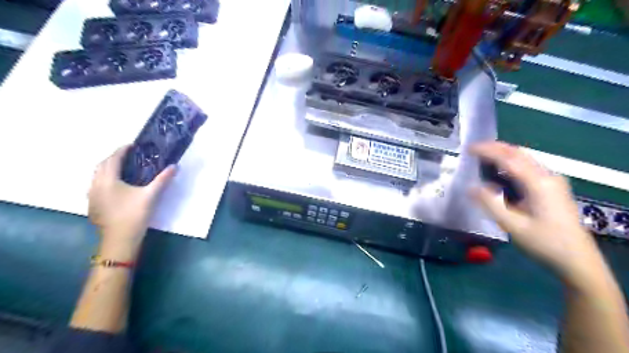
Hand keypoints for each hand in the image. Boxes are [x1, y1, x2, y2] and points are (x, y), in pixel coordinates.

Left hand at [87, 145, 174, 246]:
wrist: (120, 239)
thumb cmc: (134, 215)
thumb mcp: (151, 195)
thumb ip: (162, 179)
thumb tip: (174, 166)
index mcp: (108, 180)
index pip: (113, 159)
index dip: (122, 150)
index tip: (132, 145)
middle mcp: (96, 185)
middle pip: (101, 165)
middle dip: (113, 158)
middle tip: (129, 156)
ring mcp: (92, 196)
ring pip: (97, 176)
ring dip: (108, 169)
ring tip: (123, 169)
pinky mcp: (93, 205)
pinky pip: (96, 186)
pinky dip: (105, 180)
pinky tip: (116, 187)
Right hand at [472, 140, 603, 285]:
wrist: (578, 261)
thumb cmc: (544, 243)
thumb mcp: (513, 225)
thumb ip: (490, 203)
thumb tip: (470, 187)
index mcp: (538, 184)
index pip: (509, 159)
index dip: (487, 151)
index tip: (468, 148)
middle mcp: (547, 177)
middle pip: (519, 153)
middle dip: (495, 148)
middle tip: (473, 149)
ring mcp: (553, 182)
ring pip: (525, 159)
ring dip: (503, 154)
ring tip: (483, 157)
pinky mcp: (553, 188)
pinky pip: (529, 168)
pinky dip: (511, 164)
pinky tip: (501, 172)